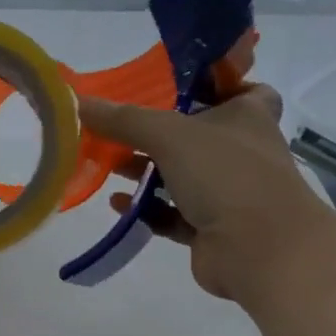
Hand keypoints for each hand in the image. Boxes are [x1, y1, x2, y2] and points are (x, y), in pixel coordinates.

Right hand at [78, 85, 329, 299]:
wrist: (259, 250)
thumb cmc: (226, 174)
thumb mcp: (169, 135)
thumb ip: (122, 119)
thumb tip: (75, 101)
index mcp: (247, 116)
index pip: (240, 89)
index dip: (213, 86)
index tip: (176, 87)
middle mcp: (242, 151)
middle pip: (197, 134)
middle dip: (156, 133)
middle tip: (117, 128)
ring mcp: (229, 193)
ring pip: (182, 176)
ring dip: (146, 171)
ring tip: (108, 164)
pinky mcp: (211, 229)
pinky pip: (172, 213)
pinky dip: (147, 208)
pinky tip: (118, 203)